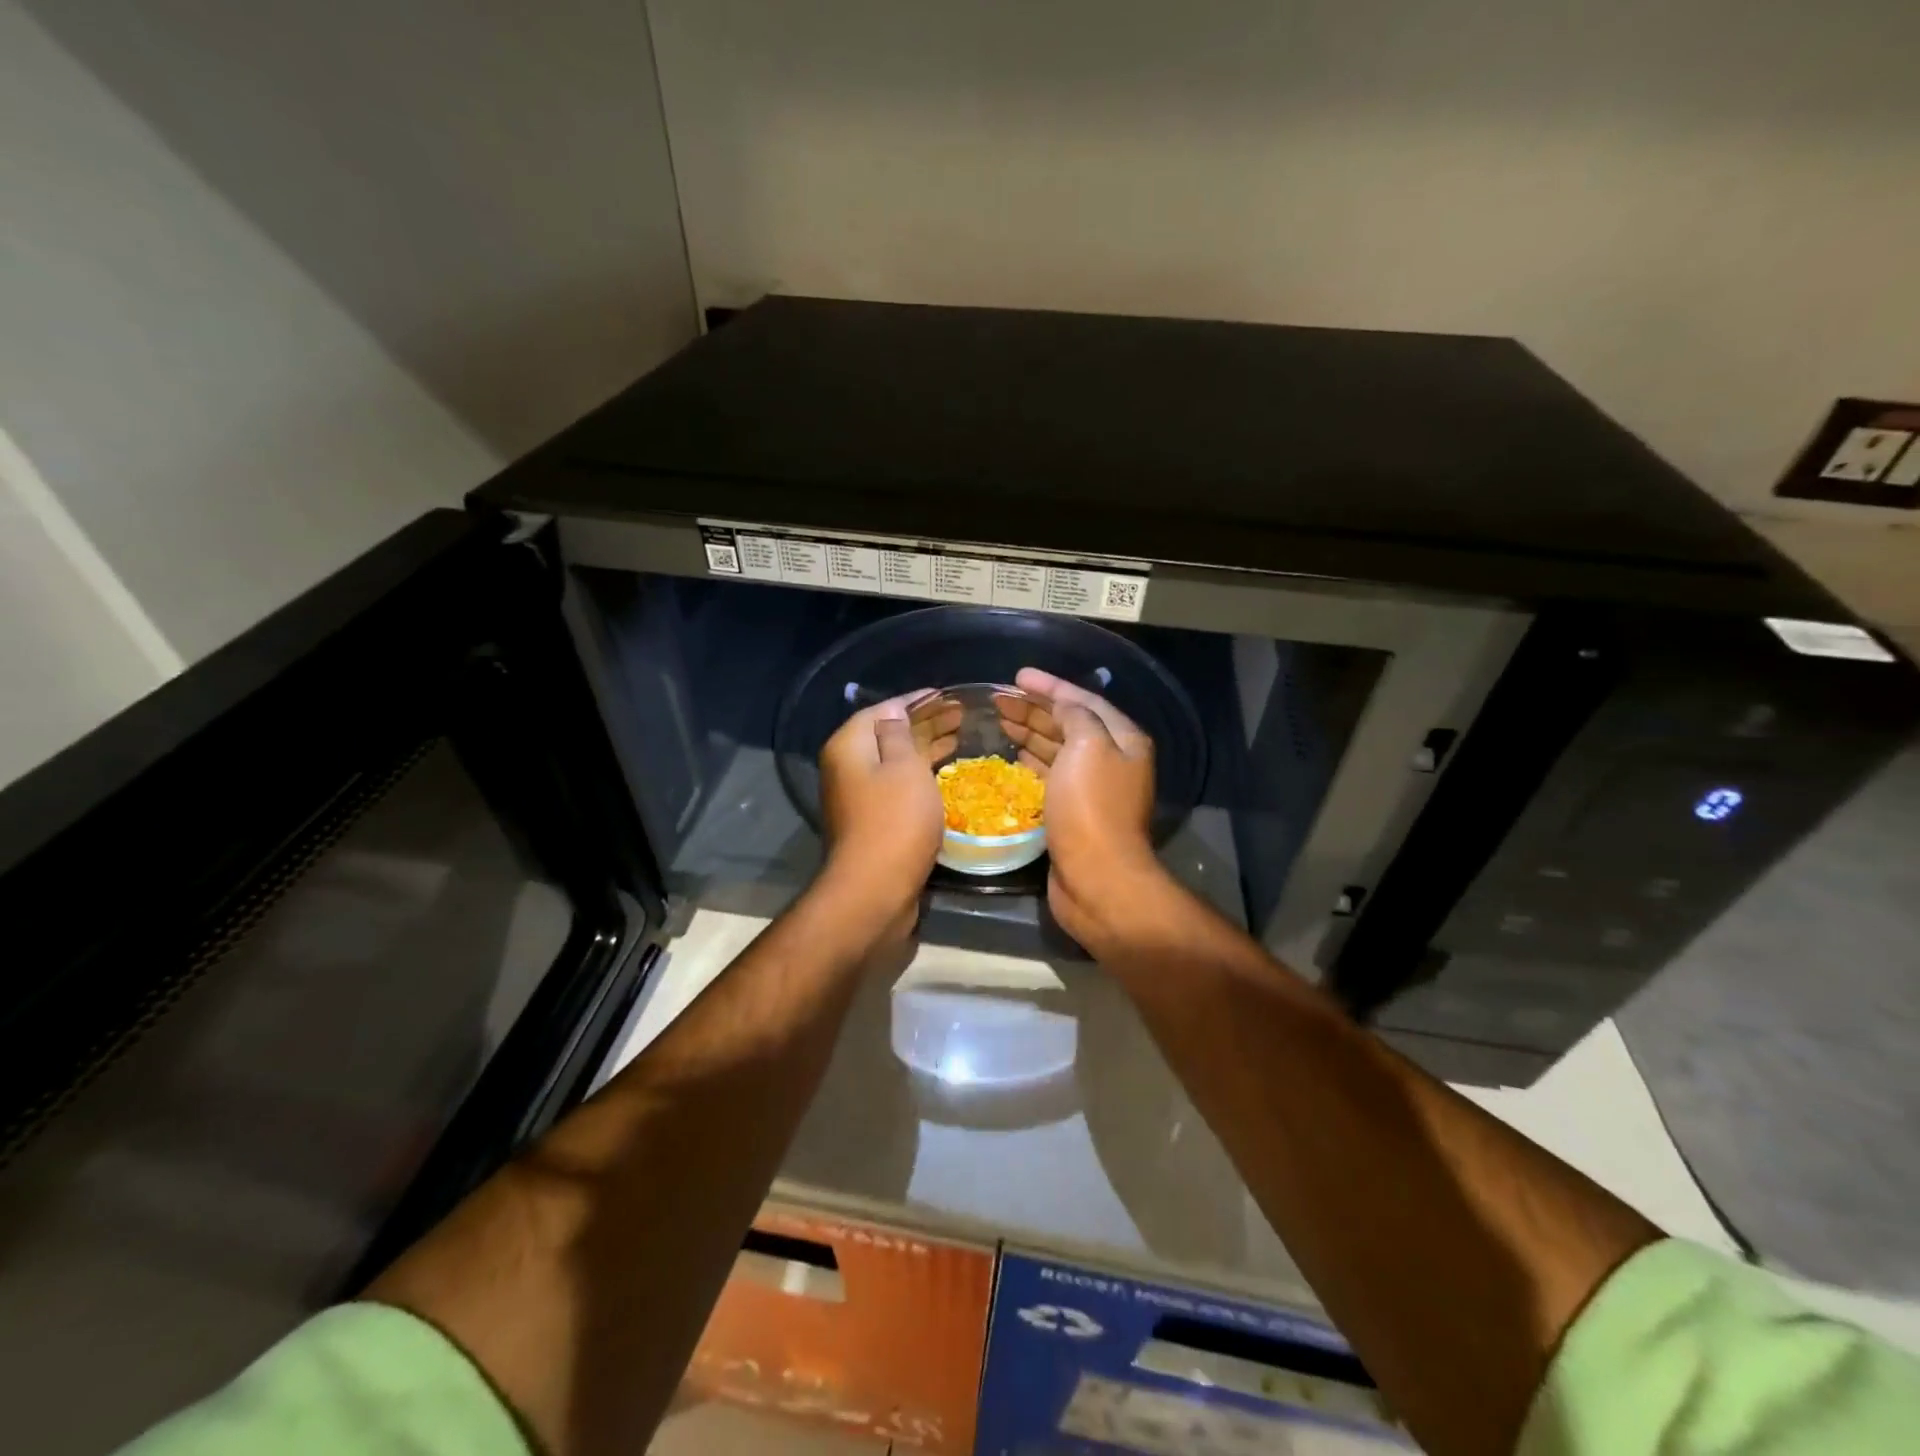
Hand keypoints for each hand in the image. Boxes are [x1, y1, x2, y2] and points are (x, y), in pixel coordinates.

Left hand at [817, 691, 958, 932]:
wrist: (875, 889)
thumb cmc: (894, 820)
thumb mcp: (903, 766)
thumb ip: (899, 733)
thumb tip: (895, 712)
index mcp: (849, 746)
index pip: (883, 710)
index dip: (915, 701)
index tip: (946, 695)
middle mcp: (848, 768)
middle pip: (888, 735)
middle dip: (925, 724)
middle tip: (961, 716)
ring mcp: (859, 797)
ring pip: (896, 763)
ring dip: (926, 749)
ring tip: (960, 739)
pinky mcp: (874, 822)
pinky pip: (899, 787)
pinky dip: (922, 776)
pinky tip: (946, 775)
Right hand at [997, 668, 1170, 951]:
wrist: (1096, 877)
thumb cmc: (1091, 807)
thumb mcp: (1087, 747)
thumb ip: (1076, 716)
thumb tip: (1064, 706)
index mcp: (1122, 740)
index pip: (1084, 701)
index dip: (1050, 686)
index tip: (1017, 676)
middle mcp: (1111, 760)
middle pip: (1069, 724)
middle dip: (1035, 709)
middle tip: (998, 700)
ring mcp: (1092, 789)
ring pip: (1057, 750)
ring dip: (1030, 733)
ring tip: (999, 722)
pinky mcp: (1073, 813)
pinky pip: (1050, 777)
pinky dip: (1031, 762)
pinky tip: (1013, 757)